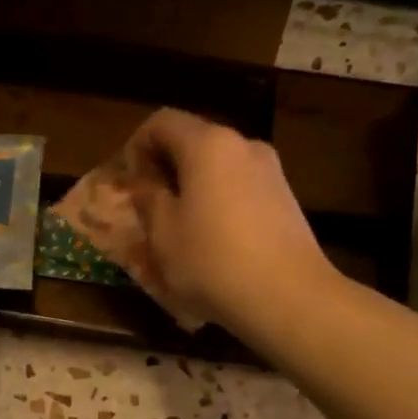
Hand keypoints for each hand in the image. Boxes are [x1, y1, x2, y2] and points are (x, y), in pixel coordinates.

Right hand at [127, 109, 333, 332]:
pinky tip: (214, 242)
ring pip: (219, 167)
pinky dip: (219, 202)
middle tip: (149, 206)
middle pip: (194, 141)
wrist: (288, 297)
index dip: (137, 145)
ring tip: (181, 228)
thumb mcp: (163, 233)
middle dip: (166, 167)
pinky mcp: (286, 199)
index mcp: (208, 144)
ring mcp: (271, 171)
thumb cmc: (212, 261)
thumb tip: (145, 183)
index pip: (162, 121)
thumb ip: (148, 199)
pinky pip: (241, 188)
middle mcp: (243, 145)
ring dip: (194, 187)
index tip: (129, 182)